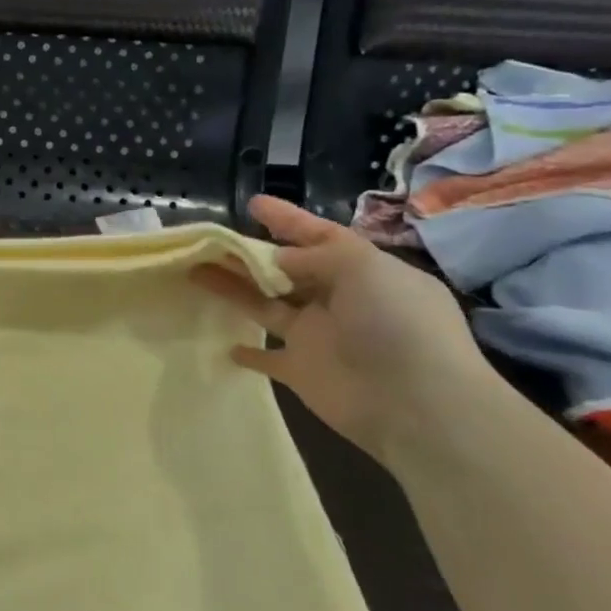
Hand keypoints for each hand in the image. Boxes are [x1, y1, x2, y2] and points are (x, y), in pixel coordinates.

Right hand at [193, 195, 488, 462]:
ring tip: (194, 270)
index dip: (287, 219)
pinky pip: (267, 358)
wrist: (416, 405)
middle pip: (285, 269)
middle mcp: (339, 300)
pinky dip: (248, 352)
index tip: (252, 204)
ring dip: (233, 288)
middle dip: (249, 253)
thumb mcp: (362, 268)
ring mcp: (318, 336)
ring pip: (265, 304)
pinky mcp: (301, 371)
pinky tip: (224, 345)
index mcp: (364, 271)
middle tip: (209, 240)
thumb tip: (276, 259)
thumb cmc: (396, 324)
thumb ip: (314, 256)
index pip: (320, 236)